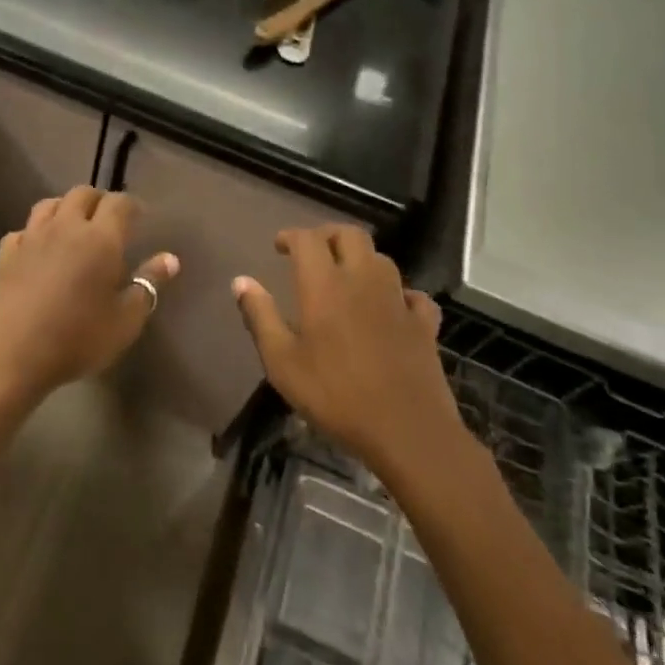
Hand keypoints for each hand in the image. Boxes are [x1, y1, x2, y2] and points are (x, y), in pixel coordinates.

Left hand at [0, 187, 177, 412]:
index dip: (132, 206)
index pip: (120, 203)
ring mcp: (31, 237)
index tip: (139, 218)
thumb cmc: (76, 340)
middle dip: (99, 200)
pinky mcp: (5, 253)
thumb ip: (148, 286)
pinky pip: (23, 230)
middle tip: (108, 220)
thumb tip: (170, 259)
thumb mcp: (125, 322)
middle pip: (83, 194)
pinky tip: (38, 250)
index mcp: (100, 239)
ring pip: (50, 204)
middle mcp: (65, 227)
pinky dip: (35, 233)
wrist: (9, 355)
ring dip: (65, 208)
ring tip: (74, 227)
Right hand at [234, 226, 469, 481]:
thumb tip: (240, 281)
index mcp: (325, 284)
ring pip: (381, 259)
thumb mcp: (282, 362)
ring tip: (346, 278)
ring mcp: (398, 300)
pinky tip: (391, 309)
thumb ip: (260, 316)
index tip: (279, 246)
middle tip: (313, 253)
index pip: (307, 239)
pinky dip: (398, 294)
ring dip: (361, 259)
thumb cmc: (335, 395)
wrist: (407, 430)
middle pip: (350, 234)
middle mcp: (363, 280)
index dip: (291, 236)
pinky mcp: (424, 324)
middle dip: (328, 235)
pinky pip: (412, 295)